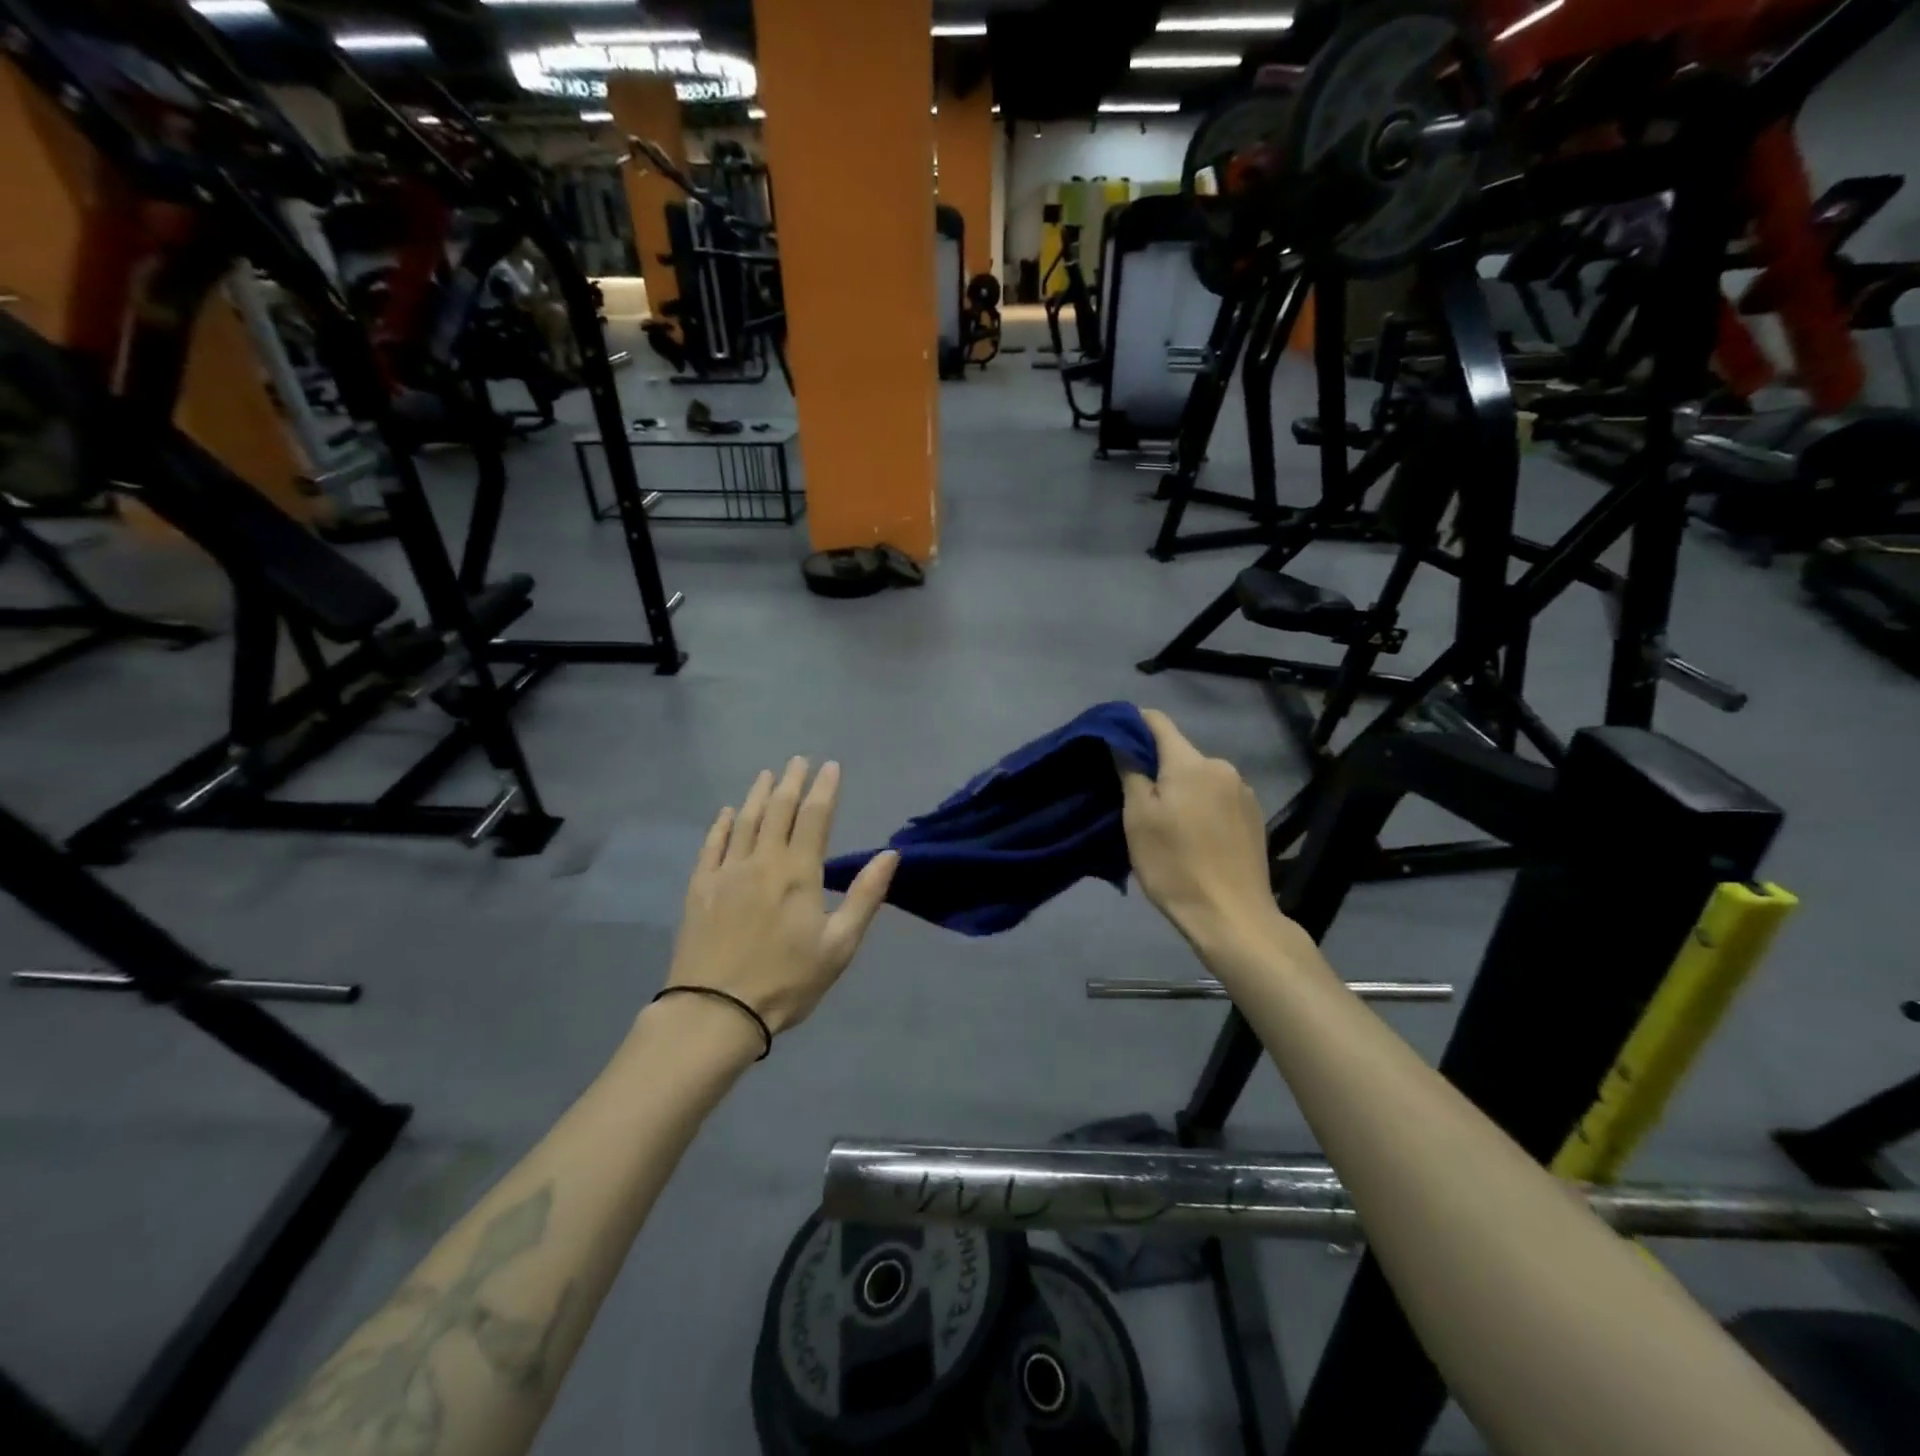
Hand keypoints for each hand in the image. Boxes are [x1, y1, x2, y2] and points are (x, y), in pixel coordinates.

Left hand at [666, 759, 897, 1036]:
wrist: (715, 1011)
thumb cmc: (787, 981)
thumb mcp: (839, 946)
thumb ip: (864, 896)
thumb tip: (889, 855)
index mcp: (799, 873)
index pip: (815, 817)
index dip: (824, 789)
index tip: (830, 766)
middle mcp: (762, 861)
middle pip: (778, 810)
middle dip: (791, 782)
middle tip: (798, 760)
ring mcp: (727, 872)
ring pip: (745, 821)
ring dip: (758, 794)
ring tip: (768, 775)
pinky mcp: (700, 888)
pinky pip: (712, 845)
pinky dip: (721, 824)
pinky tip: (726, 813)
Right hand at [1120, 710, 1283, 950]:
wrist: (1232, 917)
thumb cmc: (1175, 864)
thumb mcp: (1138, 819)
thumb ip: (1130, 772)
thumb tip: (1122, 741)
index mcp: (1191, 762)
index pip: (1158, 722)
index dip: (1132, 724)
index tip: (1112, 740)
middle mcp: (1222, 767)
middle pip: (1179, 753)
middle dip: (1155, 767)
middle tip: (1133, 797)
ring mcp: (1243, 792)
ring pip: (1199, 778)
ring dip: (1179, 789)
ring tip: (1164, 822)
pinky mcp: (1255, 817)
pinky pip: (1217, 798)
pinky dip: (1199, 806)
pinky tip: (1193, 836)